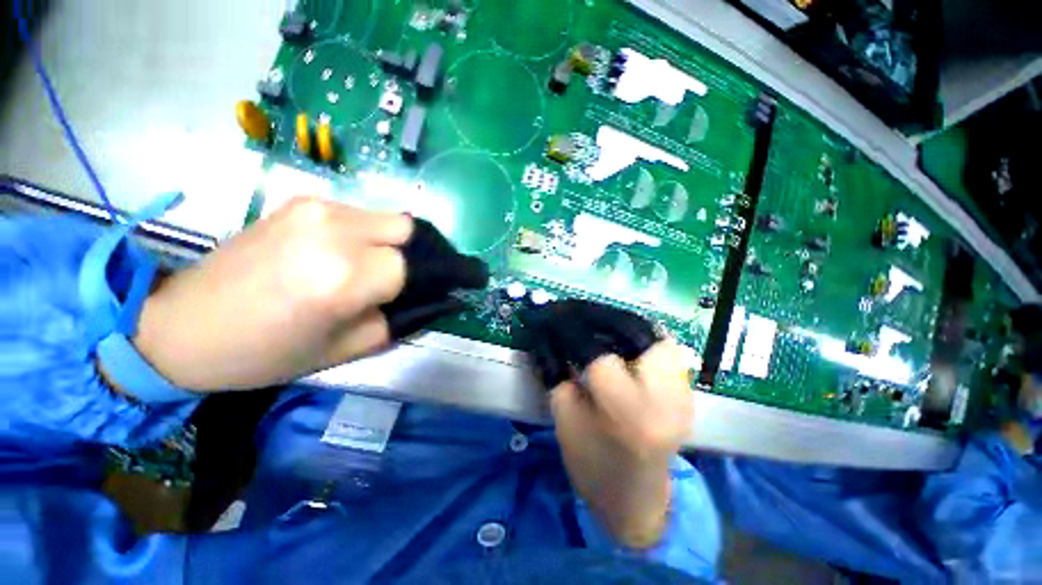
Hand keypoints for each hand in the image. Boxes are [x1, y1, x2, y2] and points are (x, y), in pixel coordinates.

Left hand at [131, 197, 486, 391]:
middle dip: (436, 252)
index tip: (475, 279)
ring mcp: (317, 208)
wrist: (182, 324)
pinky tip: (369, 256)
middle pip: (414, 230)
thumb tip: (446, 299)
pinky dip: (382, 236)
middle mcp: (335, 230)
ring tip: (405, 270)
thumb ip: (407, 317)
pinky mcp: (304, 201)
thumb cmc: (267, 353)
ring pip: (393, 220)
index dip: (455, 272)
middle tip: (441, 274)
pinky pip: (365, 216)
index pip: (424, 264)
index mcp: (344, 277)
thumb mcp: (351, 347)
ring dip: (410, 245)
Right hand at [523, 301, 694, 547]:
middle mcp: (665, 396)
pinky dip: (635, 337)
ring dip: (620, 323)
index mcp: (628, 411)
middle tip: (575, 313)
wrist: (637, 498)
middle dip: (600, 316)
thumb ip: (557, 371)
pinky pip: (661, 347)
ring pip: (653, 332)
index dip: (569, 328)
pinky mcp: (687, 390)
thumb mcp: (565, 419)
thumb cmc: (593, 466)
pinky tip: (616, 341)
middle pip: (635, 330)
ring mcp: (684, 391)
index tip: (551, 315)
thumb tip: (548, 333)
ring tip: (595, 325)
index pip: (595, 351)